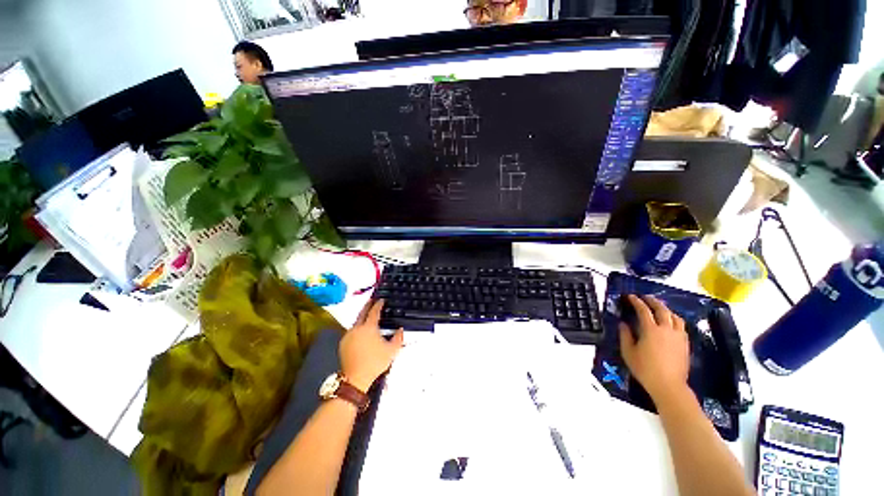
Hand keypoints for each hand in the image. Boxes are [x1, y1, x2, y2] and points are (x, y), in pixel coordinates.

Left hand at [340, 299, 403, 391]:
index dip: (378, 304)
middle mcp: (357, 328)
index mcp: (369, 327)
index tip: (381, 300)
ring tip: (368, 315)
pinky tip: (361, 331)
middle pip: (362, 313)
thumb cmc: (375, 362)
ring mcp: (348, 335)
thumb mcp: (392, 351)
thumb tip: (400, 329)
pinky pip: (352, 330)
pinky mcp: (343, 343)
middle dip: (368, 305)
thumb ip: (398, 338)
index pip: (374, 311)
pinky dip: (357, 327)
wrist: (355, 378)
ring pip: (356, 321)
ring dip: (362, 316)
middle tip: (372, 300)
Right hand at [619, 295, 689, 404]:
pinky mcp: (685, 344)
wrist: (668, 386)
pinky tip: (670, 323)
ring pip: (674, 316)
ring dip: (666, 309)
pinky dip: (674, 320)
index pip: (643, 310)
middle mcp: (666, 329)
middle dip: (653, 301)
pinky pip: (681, 326)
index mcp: (650, 330)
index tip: (630, 296)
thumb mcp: (628, 352)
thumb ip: (625, 335)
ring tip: (659, 308)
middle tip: (645, 297)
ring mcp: (678, 336)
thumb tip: (623, 324)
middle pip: (662, 310)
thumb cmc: (645, 369)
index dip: (636, 302)